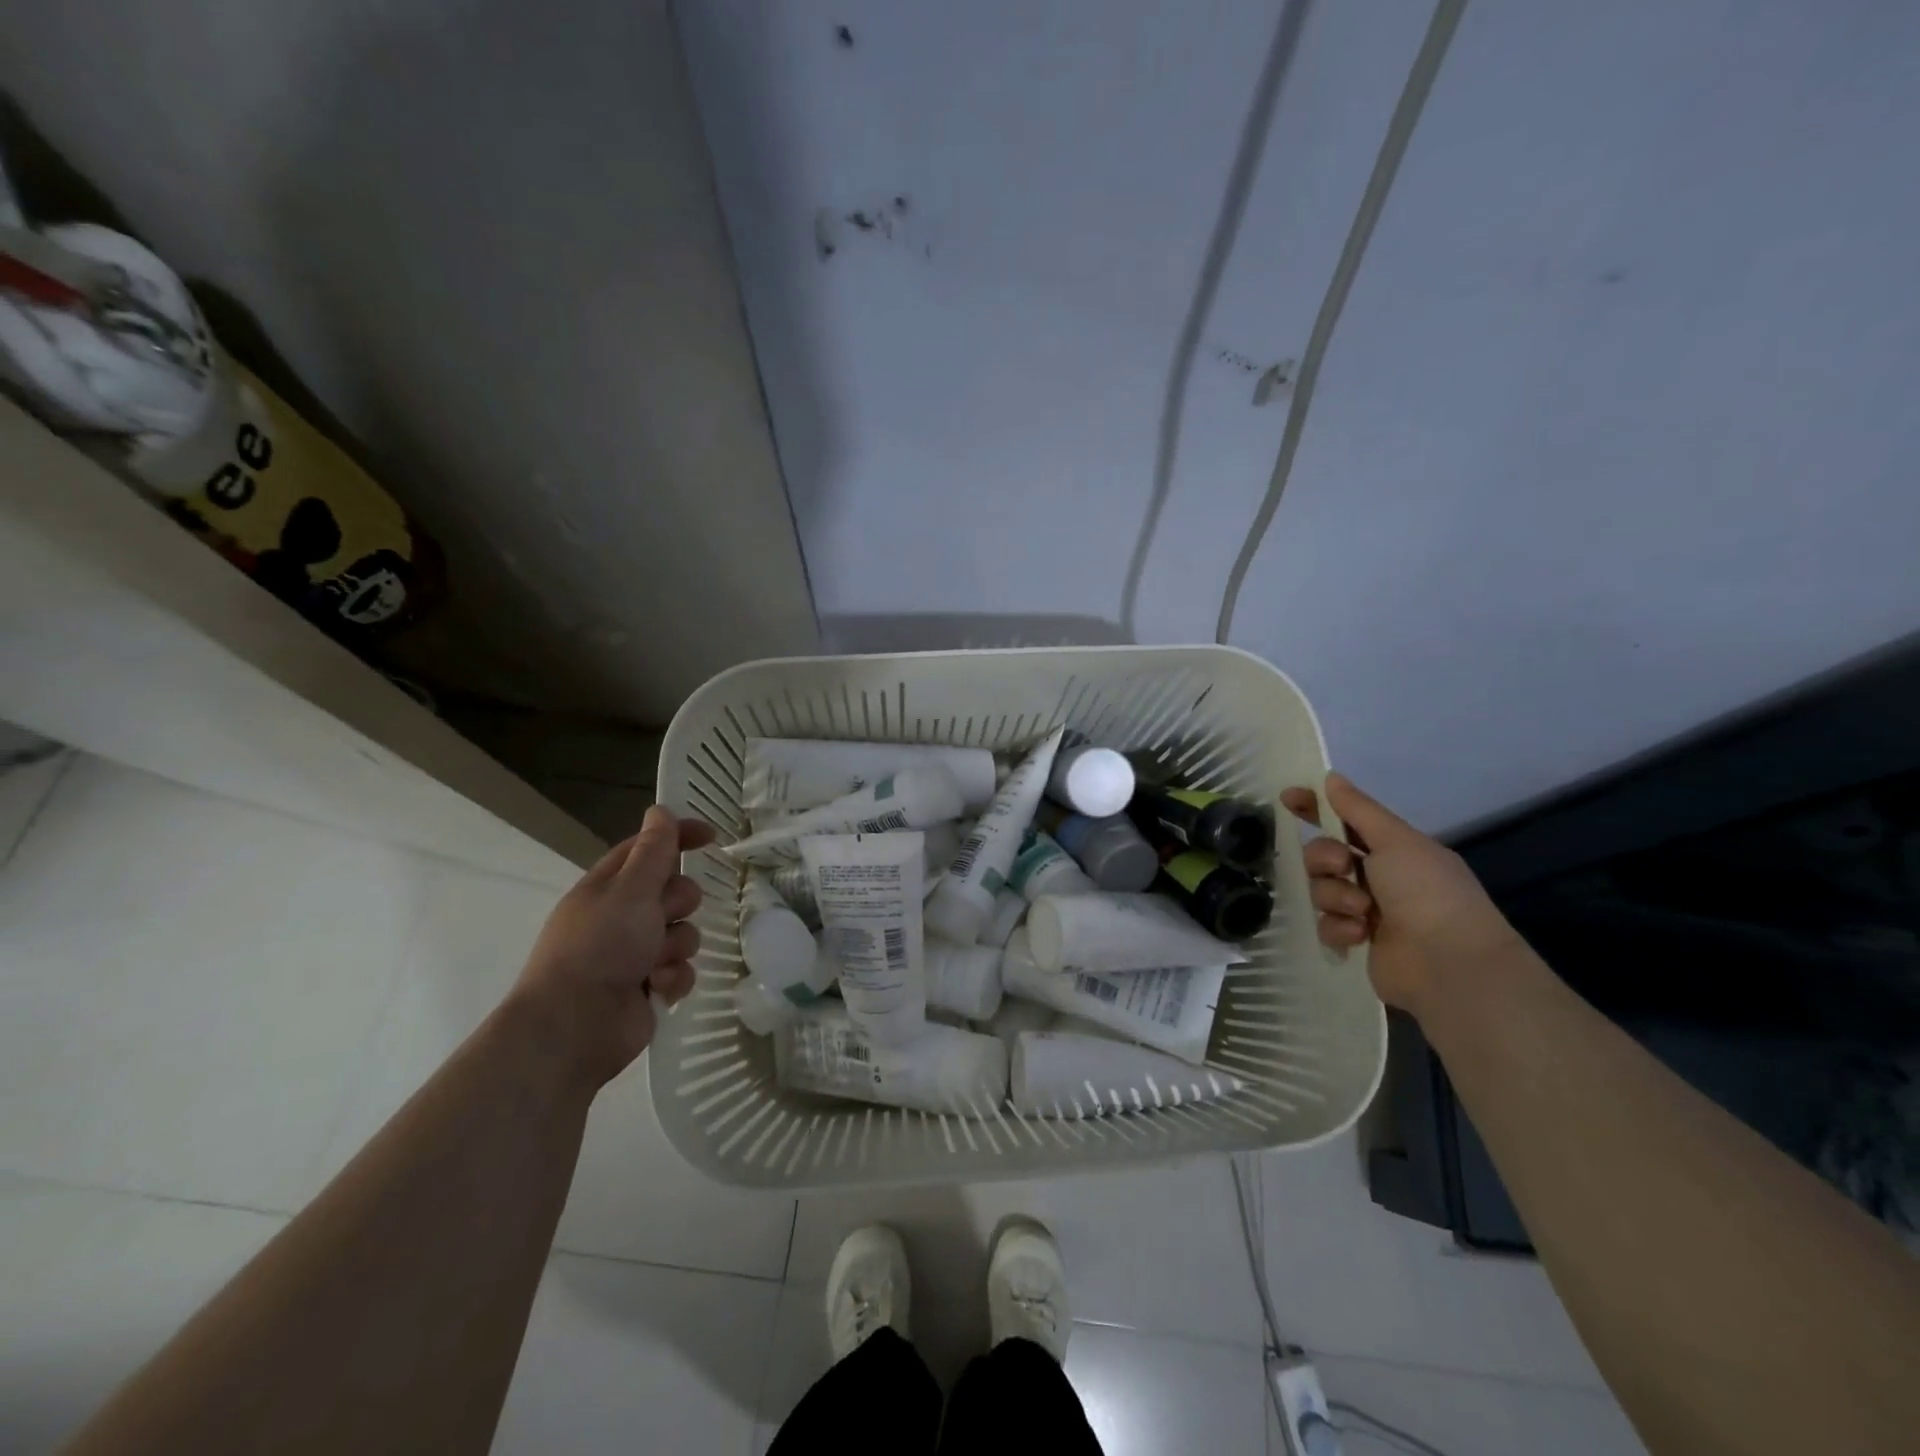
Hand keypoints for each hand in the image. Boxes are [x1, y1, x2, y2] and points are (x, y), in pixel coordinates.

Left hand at [510, 806, 715, 1087]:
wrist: (575, 1027)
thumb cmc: (600, 947)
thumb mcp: (630, 889)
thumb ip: (653, 851)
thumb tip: (659, 810)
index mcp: (608, 888)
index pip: (648, 849)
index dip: (678, 837)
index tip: (712, 836)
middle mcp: (621, 917)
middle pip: (673, 892)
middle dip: (679, 903)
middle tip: (665, 916)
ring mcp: (634, 954)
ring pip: (683, 933)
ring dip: (677, 946)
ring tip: (656, 963)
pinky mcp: (648, 987)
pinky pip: (681, 970)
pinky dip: (674, 978)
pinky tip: (658, 988)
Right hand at [1280, 773, 1520, 1017]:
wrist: (1448, 963)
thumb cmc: (1427, 892)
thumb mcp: (1395, 840)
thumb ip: (1358, 809)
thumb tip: (1331, 777)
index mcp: (1395, 849)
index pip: (1345, 820)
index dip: (1316, 808)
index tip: (1288, 798)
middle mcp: (1380, 876)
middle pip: (1324, 854)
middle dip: (1325, 858)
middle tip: (1342, 868)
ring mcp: (1367, 910)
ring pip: (1322, 889)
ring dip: (1336, 896)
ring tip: (1362, 911)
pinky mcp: (1357, 941)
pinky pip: (1326, 924)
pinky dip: (1340, 927)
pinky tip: (1360, 935)